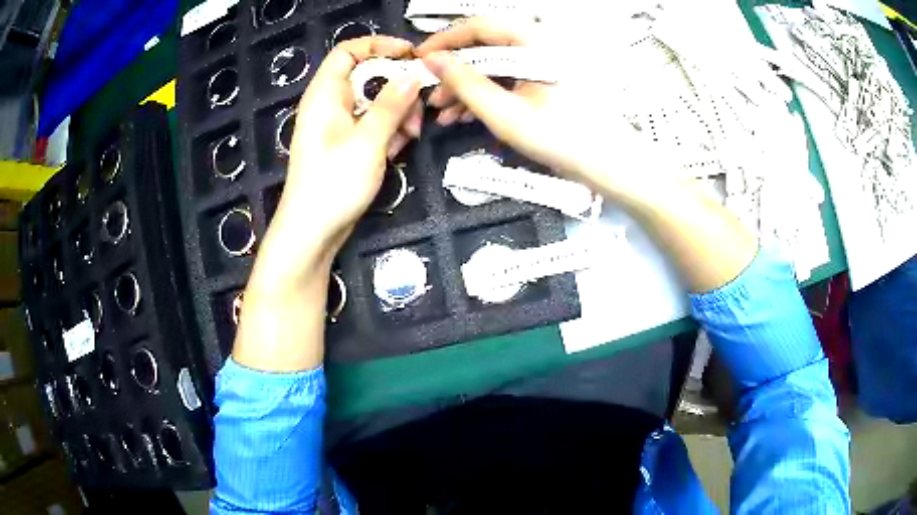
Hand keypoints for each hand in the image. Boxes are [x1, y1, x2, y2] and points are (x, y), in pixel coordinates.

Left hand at [262, 36, 422, 282]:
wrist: (312, 232)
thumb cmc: (333, 183)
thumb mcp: (367, 140)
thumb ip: (391, 104)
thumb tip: (413, 74)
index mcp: (325, 94)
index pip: (348, 51)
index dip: (378, 45)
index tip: (410, 54)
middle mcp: (330, 104)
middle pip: (368, 77)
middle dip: (397, 89)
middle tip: (417, 110)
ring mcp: (339, 126)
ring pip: (375, 102)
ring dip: (397, 114)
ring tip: (409, 138)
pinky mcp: (347, 145)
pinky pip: (372, 125)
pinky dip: (388, 132)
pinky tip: (397, 150)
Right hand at [416, 19, 756, 292]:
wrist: (612, 166)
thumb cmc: (564, 139)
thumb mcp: (506, 114)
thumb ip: (465, 83)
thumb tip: (432, 61)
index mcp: (535, 42)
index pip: (479, 26)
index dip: (445, 40)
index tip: (419, 60)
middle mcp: (540, 45)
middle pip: (485, 46)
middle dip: (454, 71)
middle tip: (430, 96)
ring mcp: (545, 64)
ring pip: (495, 65)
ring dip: (467, 86)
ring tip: (443, 114)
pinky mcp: (547, 81)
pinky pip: (510, 79)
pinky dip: (487, 94)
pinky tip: (466, 116)